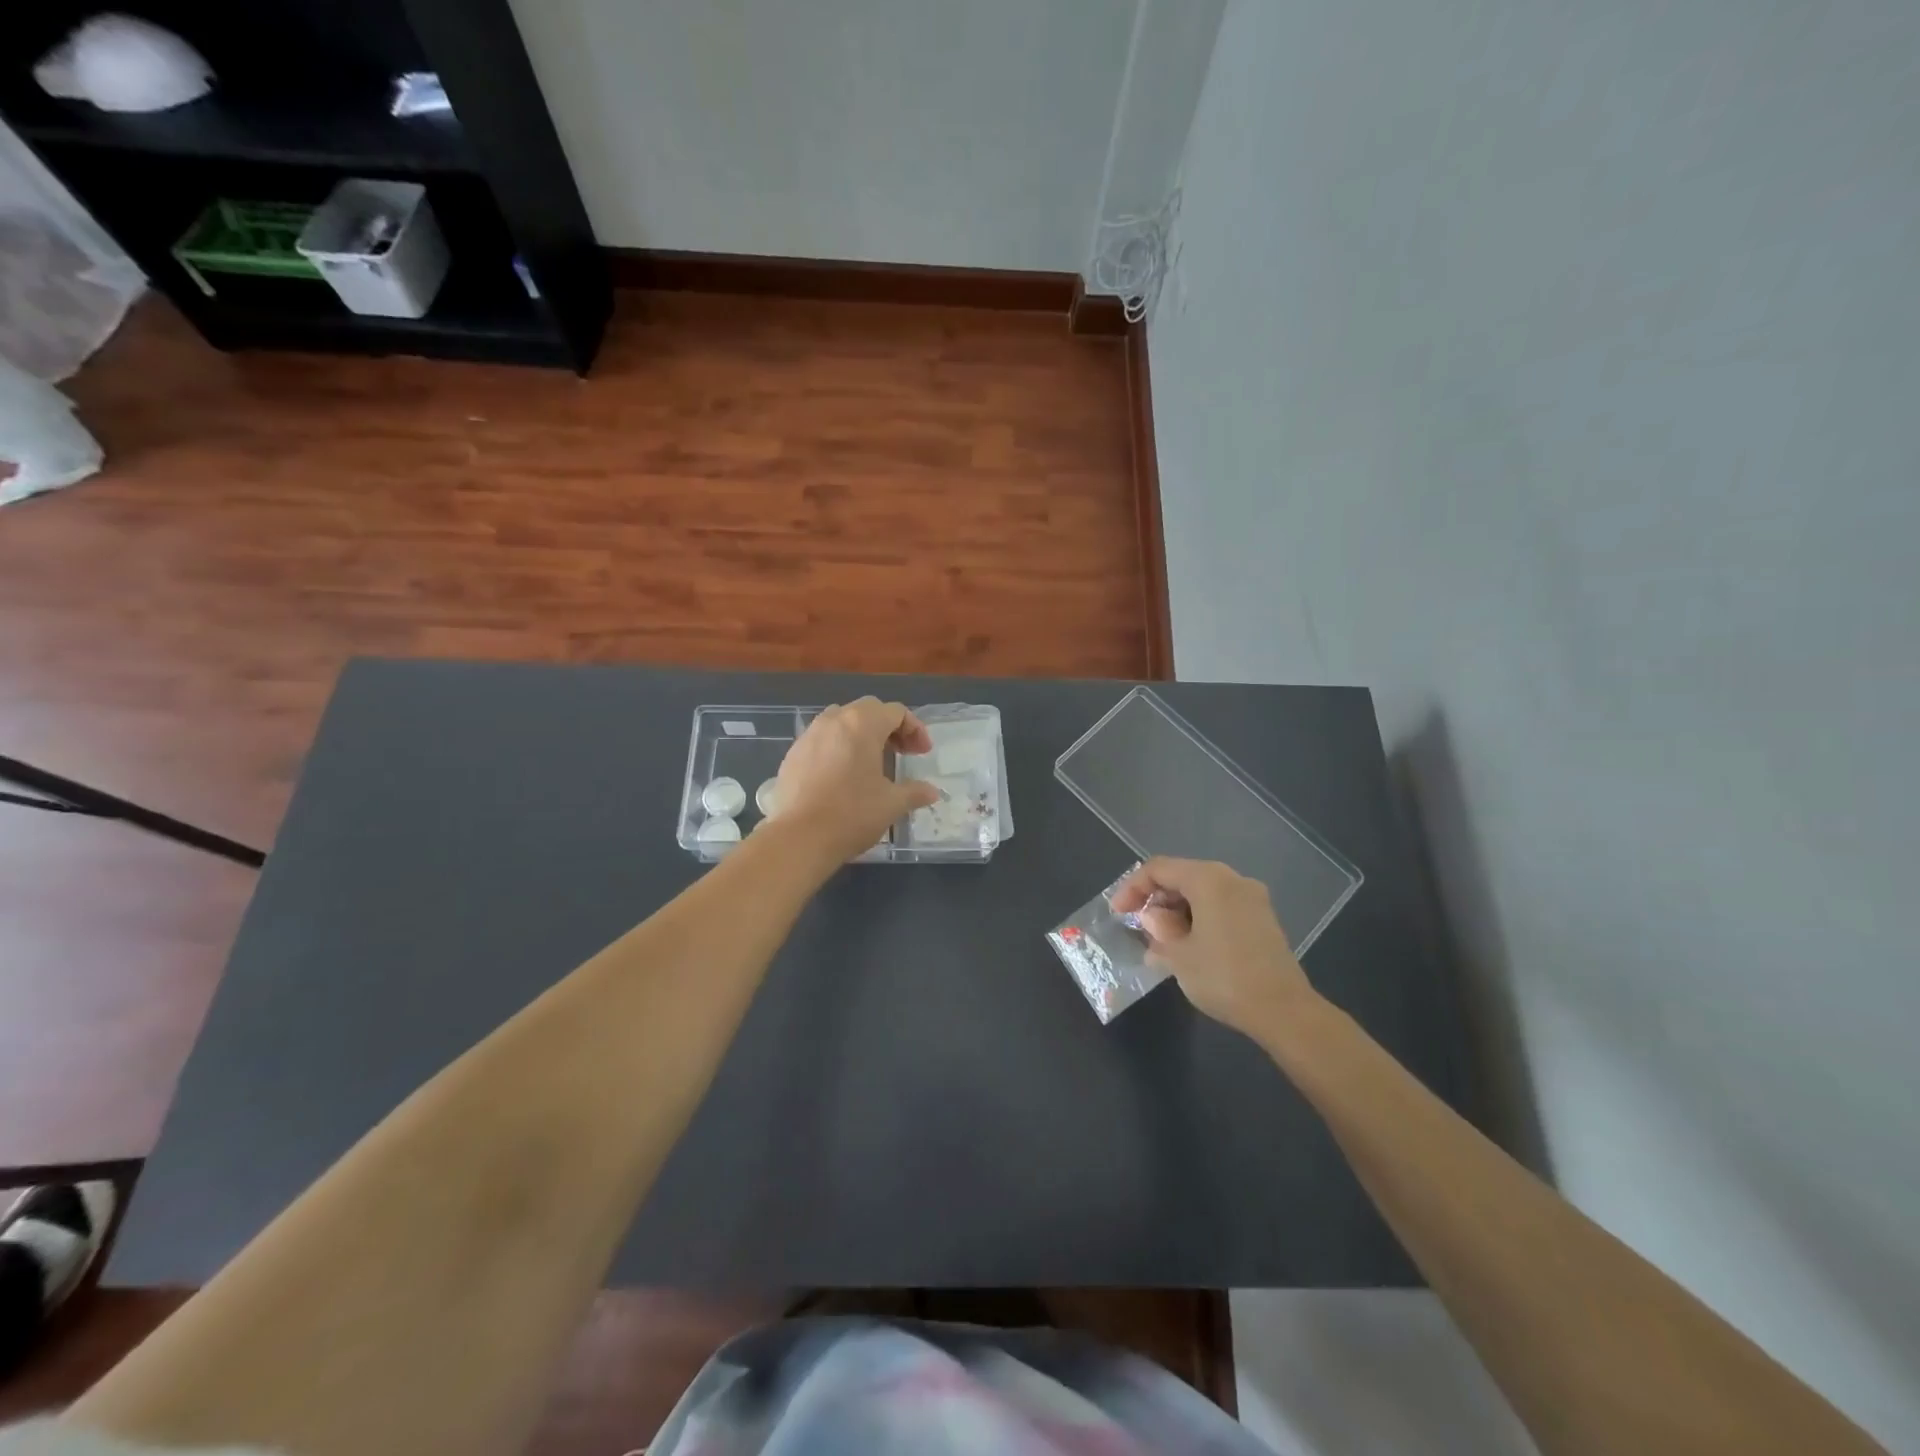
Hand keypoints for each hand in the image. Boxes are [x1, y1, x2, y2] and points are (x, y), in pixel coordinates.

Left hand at [773, 698, 939, 862]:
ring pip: (841, 722)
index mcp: (862, 724)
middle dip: (888, 728)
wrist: (798, 838)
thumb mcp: (892, 804)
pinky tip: (842, 776)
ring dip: (861, 735)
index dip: (914, 729)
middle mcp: (833, 721)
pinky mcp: (792, 755)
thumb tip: (932, 792)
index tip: (922, 754)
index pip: (895, 712)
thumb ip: (915, 792)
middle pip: (867, 710)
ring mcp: (809, 736)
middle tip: (901, 753)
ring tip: (871, 762)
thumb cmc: (852, 814)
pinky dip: (838, 748)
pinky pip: (821, 740)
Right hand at [1110, 857, 1315, 1037]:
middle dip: (1156, 900)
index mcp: (1208, 879)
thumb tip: (1154, 919)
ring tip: (1162, 943)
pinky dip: (1199, 919)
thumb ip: (1159, 929)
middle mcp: (1232, 879)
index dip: (1132, 888)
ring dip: (1178, 912)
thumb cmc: (1223, 976)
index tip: (1119, 914)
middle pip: (1182, 876)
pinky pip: (1221, 907)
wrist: (1283, 1011)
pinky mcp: (1263, 920)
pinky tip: (1190, 948)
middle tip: (1140, 928)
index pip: (1158, 869)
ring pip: (1203, 893)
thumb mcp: (1178, 955)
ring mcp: (1252, 899)